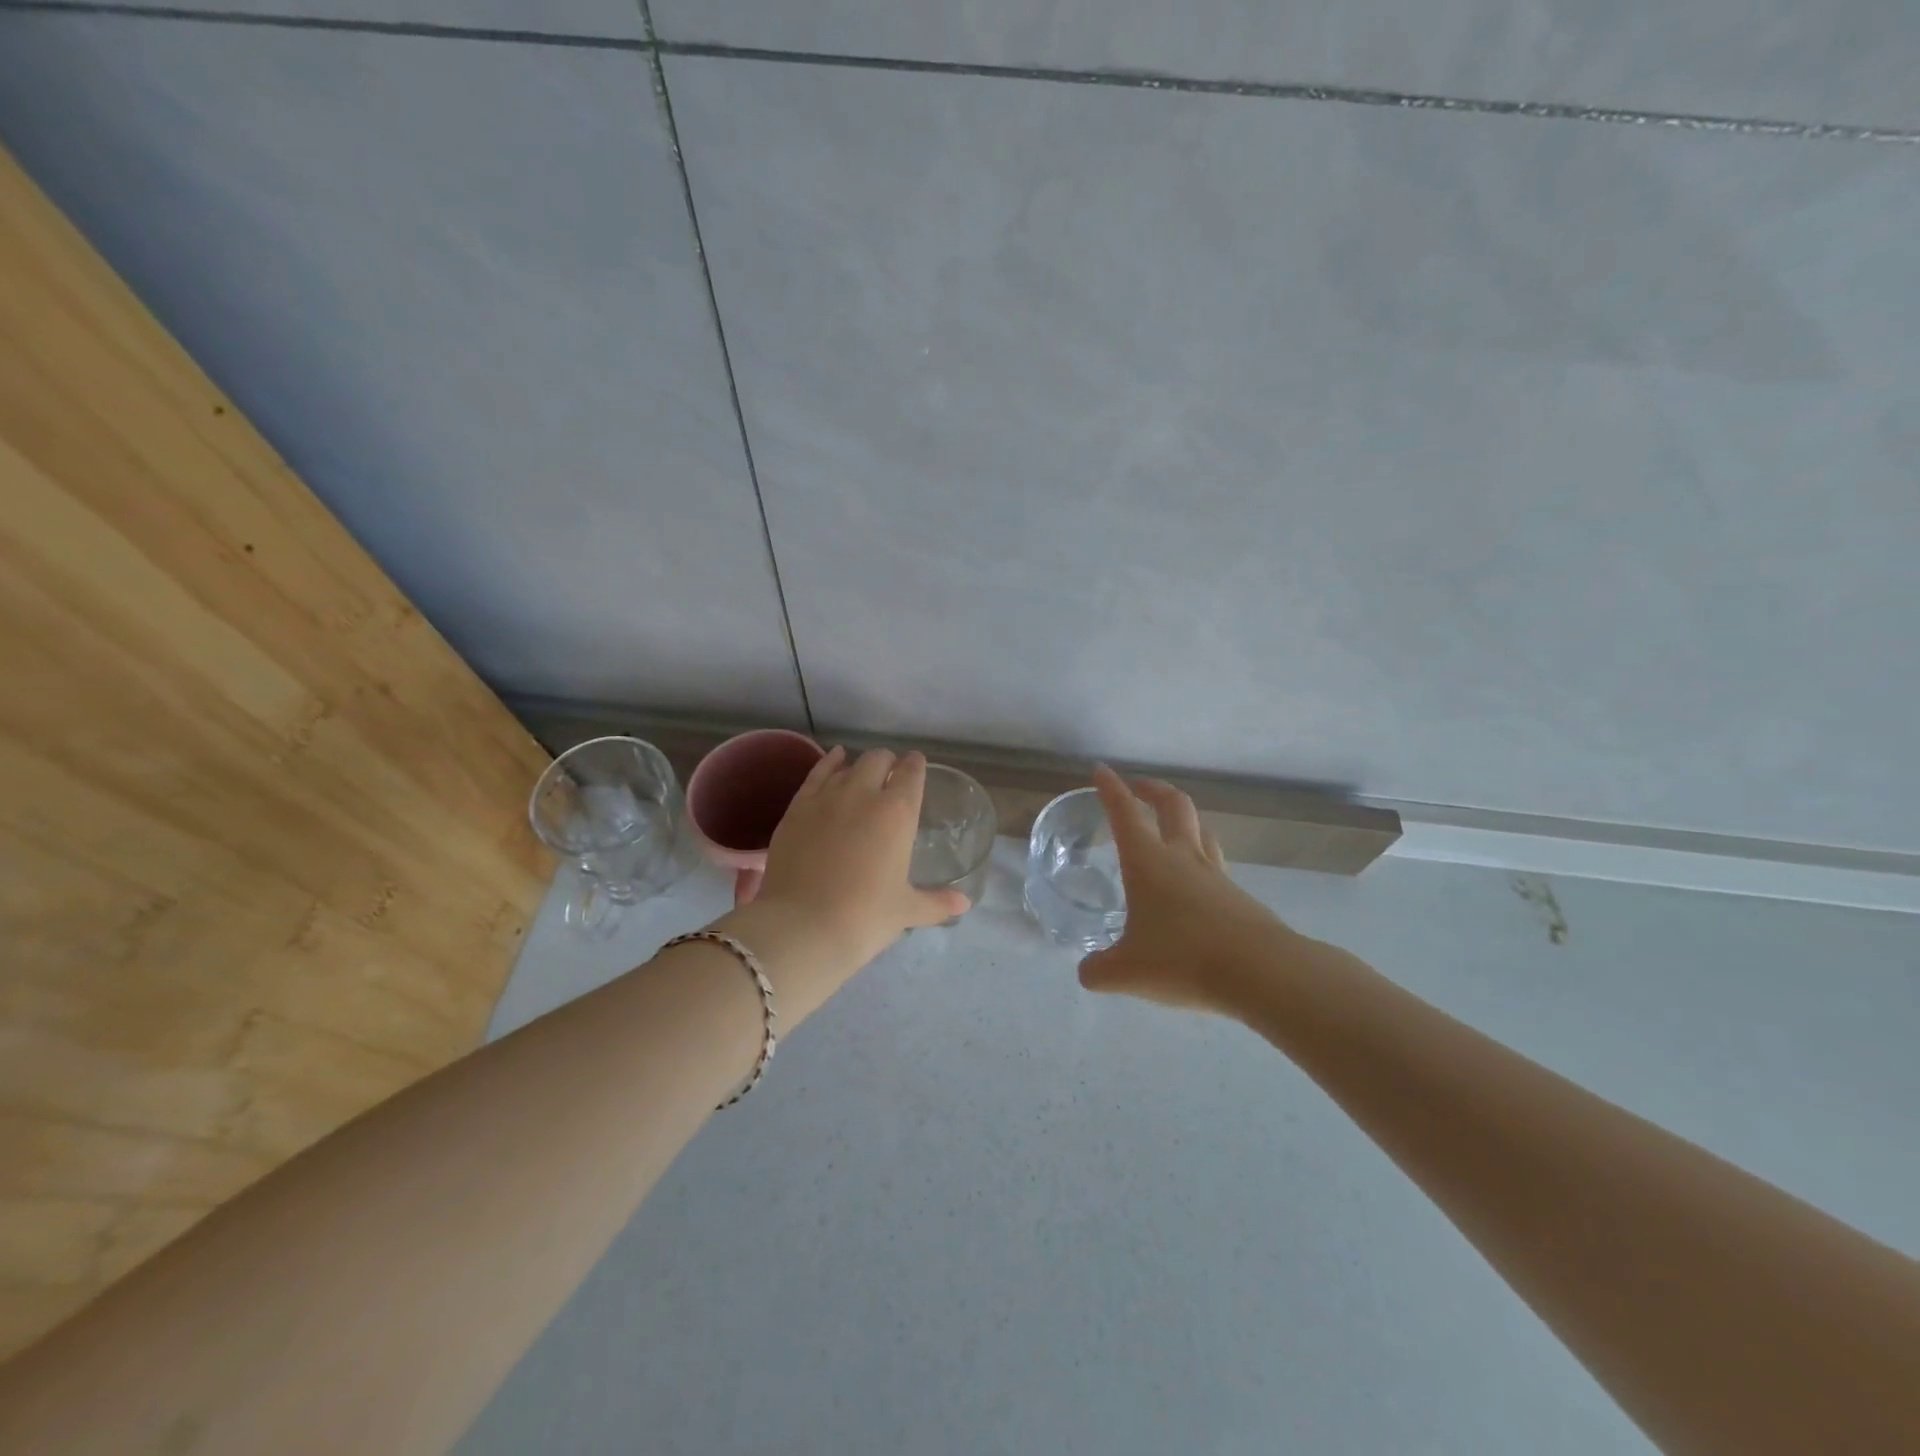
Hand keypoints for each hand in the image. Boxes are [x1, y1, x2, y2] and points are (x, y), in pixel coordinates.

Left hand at [754, 747, 969, 974]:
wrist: (801, 926)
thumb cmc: (863, 917)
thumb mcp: (906, 911)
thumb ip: (937, 903)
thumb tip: (964, 904)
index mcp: (897, 813)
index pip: (912, 773)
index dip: (916, 766)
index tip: (917, 766)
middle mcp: (863, 793)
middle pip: (878, 759)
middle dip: (888, 763)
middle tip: (891, 777)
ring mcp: (826, 797)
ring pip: (847, 765)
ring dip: (860, 766)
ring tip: (863, 775)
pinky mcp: (797, 807)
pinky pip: (816, 773)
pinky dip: (829, 764)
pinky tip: (834, 760)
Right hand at [1077, 765, 1288, 1014]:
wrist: (1261, 972)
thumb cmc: (1184, 960)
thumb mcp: (1127, 972)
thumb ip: (1099, 970)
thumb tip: (1087, 972)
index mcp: (1148, 861)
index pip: (1125, 812)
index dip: (1110, 789)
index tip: (1101, 770)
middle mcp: (1182, 857)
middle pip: (1172, 805)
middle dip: (1153, 790)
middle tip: (1138, 788)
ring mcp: (1215, 873)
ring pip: (1199, 829)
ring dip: (1181, 820)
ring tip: (1168, 830)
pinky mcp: (1238, 896)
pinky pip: (1214, 864)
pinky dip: (1199, 859)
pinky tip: (1192, 885)